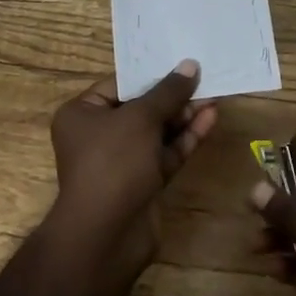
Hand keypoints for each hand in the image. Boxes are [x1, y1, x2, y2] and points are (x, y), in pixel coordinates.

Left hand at [45, 61, 217, 266]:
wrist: (107, 234)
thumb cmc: (113, 163)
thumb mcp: (140, 118)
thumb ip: (168, 92)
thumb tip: (190, 65)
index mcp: (82, 114)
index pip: (118, 85)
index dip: (150, 73)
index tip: (180, 61)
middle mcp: (98, 136)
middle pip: (141, 108)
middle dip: (172, 96)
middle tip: (204, 78)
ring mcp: (122, 162)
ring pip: (157, 132)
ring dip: (184, 116)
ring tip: (214, 96)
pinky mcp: (143, 183)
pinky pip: (166, 153)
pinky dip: (186, 138)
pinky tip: (209, 119)